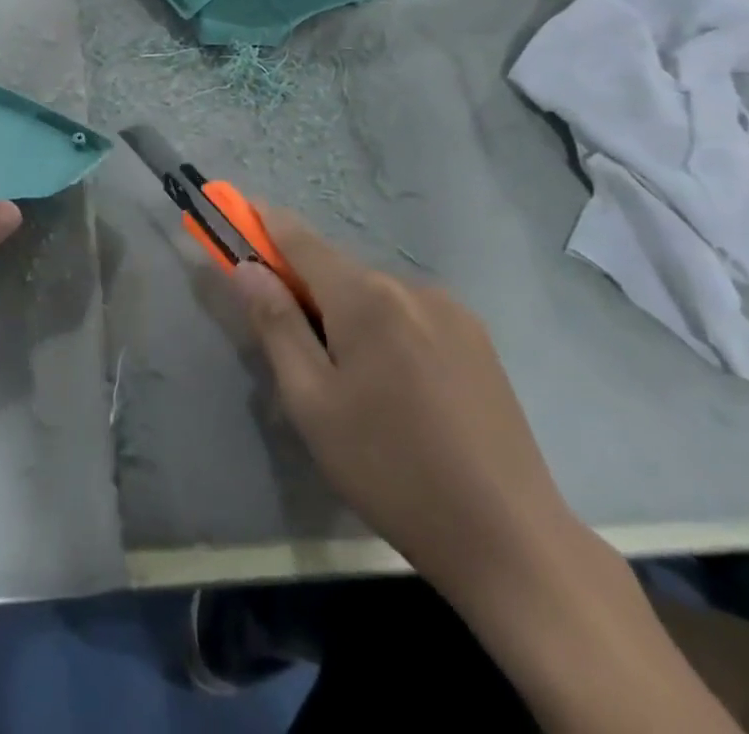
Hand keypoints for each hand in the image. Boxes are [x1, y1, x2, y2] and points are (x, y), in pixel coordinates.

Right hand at [231, 206, 574, 598]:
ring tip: (353, 380)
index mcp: (366, 298)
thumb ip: (276, 325)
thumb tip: (247, 267)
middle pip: (338, 270)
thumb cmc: (390, 470)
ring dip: (349, 312)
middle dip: (306, 287)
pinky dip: (386, 327)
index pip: (300, 239)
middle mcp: (409, 286)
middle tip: (293, 343)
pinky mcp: (477, 338)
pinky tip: (398, 386)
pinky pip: (411, 313)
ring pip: (375, 294)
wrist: (509, 538)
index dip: (264, 222)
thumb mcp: (312, 403)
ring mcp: (451, 310)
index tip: (239, 210)